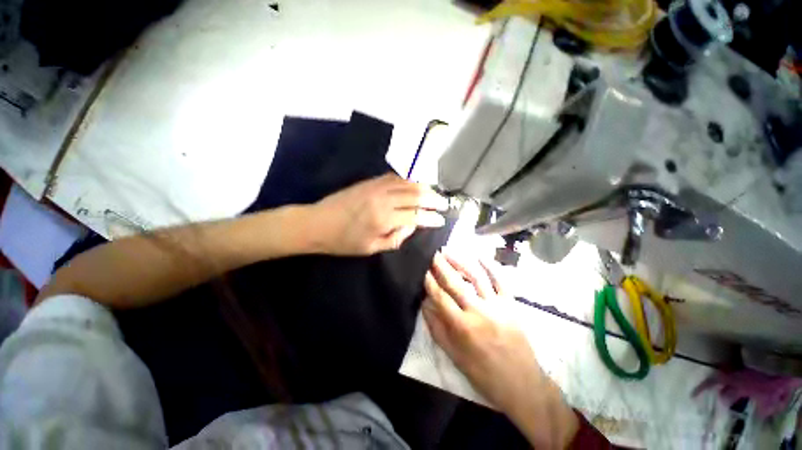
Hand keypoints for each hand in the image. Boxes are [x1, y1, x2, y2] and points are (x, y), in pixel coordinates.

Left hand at [308, 173, 447, 255]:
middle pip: (415, 195)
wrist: (317, 223)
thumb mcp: (371, 248)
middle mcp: (383, 199)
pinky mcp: (369, 182)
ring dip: (423, 187)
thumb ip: (396, 237)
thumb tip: (412, 225)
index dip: (431, 218)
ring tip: (433, 193)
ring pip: (407, 183)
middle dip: (433, 199)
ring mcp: (375, 187)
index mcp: (383, 219)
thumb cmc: (343, 241)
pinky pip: (394, 177)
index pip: (415, 216)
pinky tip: (413, 184)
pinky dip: (407, 180)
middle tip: (444, 203)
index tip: (441, 220)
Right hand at [423, 252, 578, 448]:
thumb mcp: (454, 356)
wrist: (522, 384)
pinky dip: (491, 266)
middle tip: (433, 254)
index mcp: (462, 326)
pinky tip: (479, 256)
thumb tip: (424, 304)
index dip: (430, 282)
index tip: (423, 269)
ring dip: (461, 262)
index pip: (441, 297)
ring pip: (476, 277)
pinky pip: (501, 281)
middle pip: (456, 283)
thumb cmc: (483, 373)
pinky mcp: (511, 304)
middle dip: (442, 266)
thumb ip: (437, 328)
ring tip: (450, 251)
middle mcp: (478, 311)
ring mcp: (497, 305)